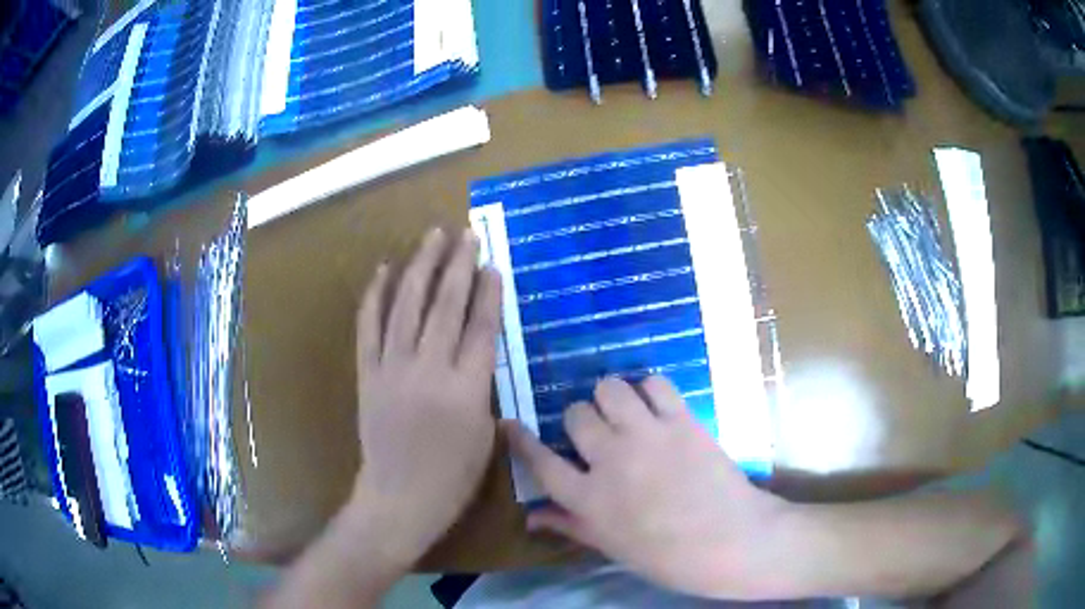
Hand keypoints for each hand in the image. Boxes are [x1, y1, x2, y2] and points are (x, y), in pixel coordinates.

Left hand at [350, 227, 501, 565]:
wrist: (399, 498)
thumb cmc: (452, 477)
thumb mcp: (485, 436)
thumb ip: (483, 389)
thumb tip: (478, 352)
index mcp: (466, 391)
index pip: (481, 329)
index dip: (488, 293)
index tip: (492, 264)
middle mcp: (429, 372)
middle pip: (446, 307)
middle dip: (458, 266)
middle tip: (467, 234)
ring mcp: (393, 370)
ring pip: (407, 307)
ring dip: (420, 267)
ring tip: (432, 236)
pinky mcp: (367, 375)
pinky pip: (368, 327)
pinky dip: (375, 296)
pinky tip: (384, 270)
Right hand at [505, 376, 790, 598]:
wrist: (732, 541)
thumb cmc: (669, 557)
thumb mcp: (613, 548)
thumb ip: (570, 526)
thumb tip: (531, 517)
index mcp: (589, 499)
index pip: (540, 461)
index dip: (521, 440)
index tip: (510, 423)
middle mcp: (610, 461)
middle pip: (575, 415)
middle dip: (580, 421)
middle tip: (598, 434)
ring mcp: (648, 436)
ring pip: (609, 389)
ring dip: (611, 399)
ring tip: (625, 414)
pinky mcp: (681, 421)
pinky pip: (654, 383)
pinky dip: (650, 390)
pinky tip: (656, 408)